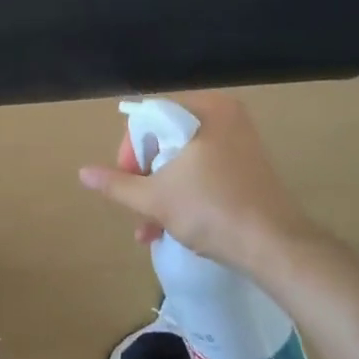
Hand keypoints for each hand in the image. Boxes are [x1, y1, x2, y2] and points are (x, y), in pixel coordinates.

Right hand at [77, 93, 321, 279]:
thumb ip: (117, 184)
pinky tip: (171, 227)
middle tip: (136, 208)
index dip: (130, 152)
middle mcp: (225, 117)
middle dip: (145, 178)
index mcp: (205, 110)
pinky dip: (185, 193)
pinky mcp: (250, 167)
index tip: (126, 183)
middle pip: (166, 140)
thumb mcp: (155, 198)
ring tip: (148, 230)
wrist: (276, 248)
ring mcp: (241, 142)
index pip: (149, 118)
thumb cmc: (212, 211)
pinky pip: (205, 170)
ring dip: (161, 192)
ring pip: (184, 160)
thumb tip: (82, 173)